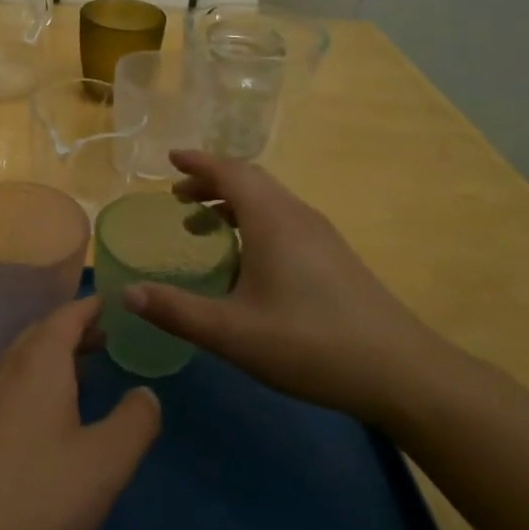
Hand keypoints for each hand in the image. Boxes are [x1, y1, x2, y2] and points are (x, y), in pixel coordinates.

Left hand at [0, 296, 160, 529]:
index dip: (91, 306)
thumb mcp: (105, 463)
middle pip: (40, 333)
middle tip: (104, 337)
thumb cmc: (35, 495)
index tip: (113, 302)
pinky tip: (41, 418)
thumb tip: (146, 394)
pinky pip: (5, 385)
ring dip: (51, 357)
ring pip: (19, 360)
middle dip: (72, 330)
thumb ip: (135, 422)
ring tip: (80, 374)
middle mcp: (4, 369)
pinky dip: (31, 381)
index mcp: (39, 363)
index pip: (67, 315)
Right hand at [122, 150, 456, 424]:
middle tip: (178, 195)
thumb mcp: (232, 333)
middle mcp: (297, 216)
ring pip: (270, 201)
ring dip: (233, 201)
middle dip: (211, 180)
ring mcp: (322, 235)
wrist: (401, 372)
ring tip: (203, 223)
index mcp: (272, 220)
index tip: (170, 157)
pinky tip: (247, 258)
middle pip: (251, 180)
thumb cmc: (310, 344)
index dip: (198, 162)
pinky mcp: (335, 257)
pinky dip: (254, 220)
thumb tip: (127, 293)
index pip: (230, 172)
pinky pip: (284, 219)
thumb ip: (176, 311)